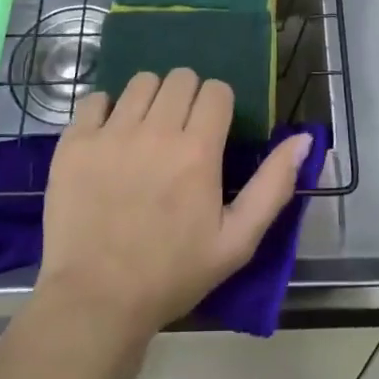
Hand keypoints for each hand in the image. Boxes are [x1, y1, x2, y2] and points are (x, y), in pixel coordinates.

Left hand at [35, 69, 312, 348]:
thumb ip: (274, 185)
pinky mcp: (75, 143)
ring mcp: (111, 133)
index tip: (212, 130)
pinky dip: (106, 110)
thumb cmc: (173, 274)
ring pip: (141, 81)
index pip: (216, 90)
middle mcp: (155, 130)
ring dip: (150, 98)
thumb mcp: (237, 242)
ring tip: (146, 131)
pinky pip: (95, 99)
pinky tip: (110, 137)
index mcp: (198, 150)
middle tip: (181, 131)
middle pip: (180, 77)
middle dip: (187, 97)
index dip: (219, 106)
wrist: (96, 301)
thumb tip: (303, 139)